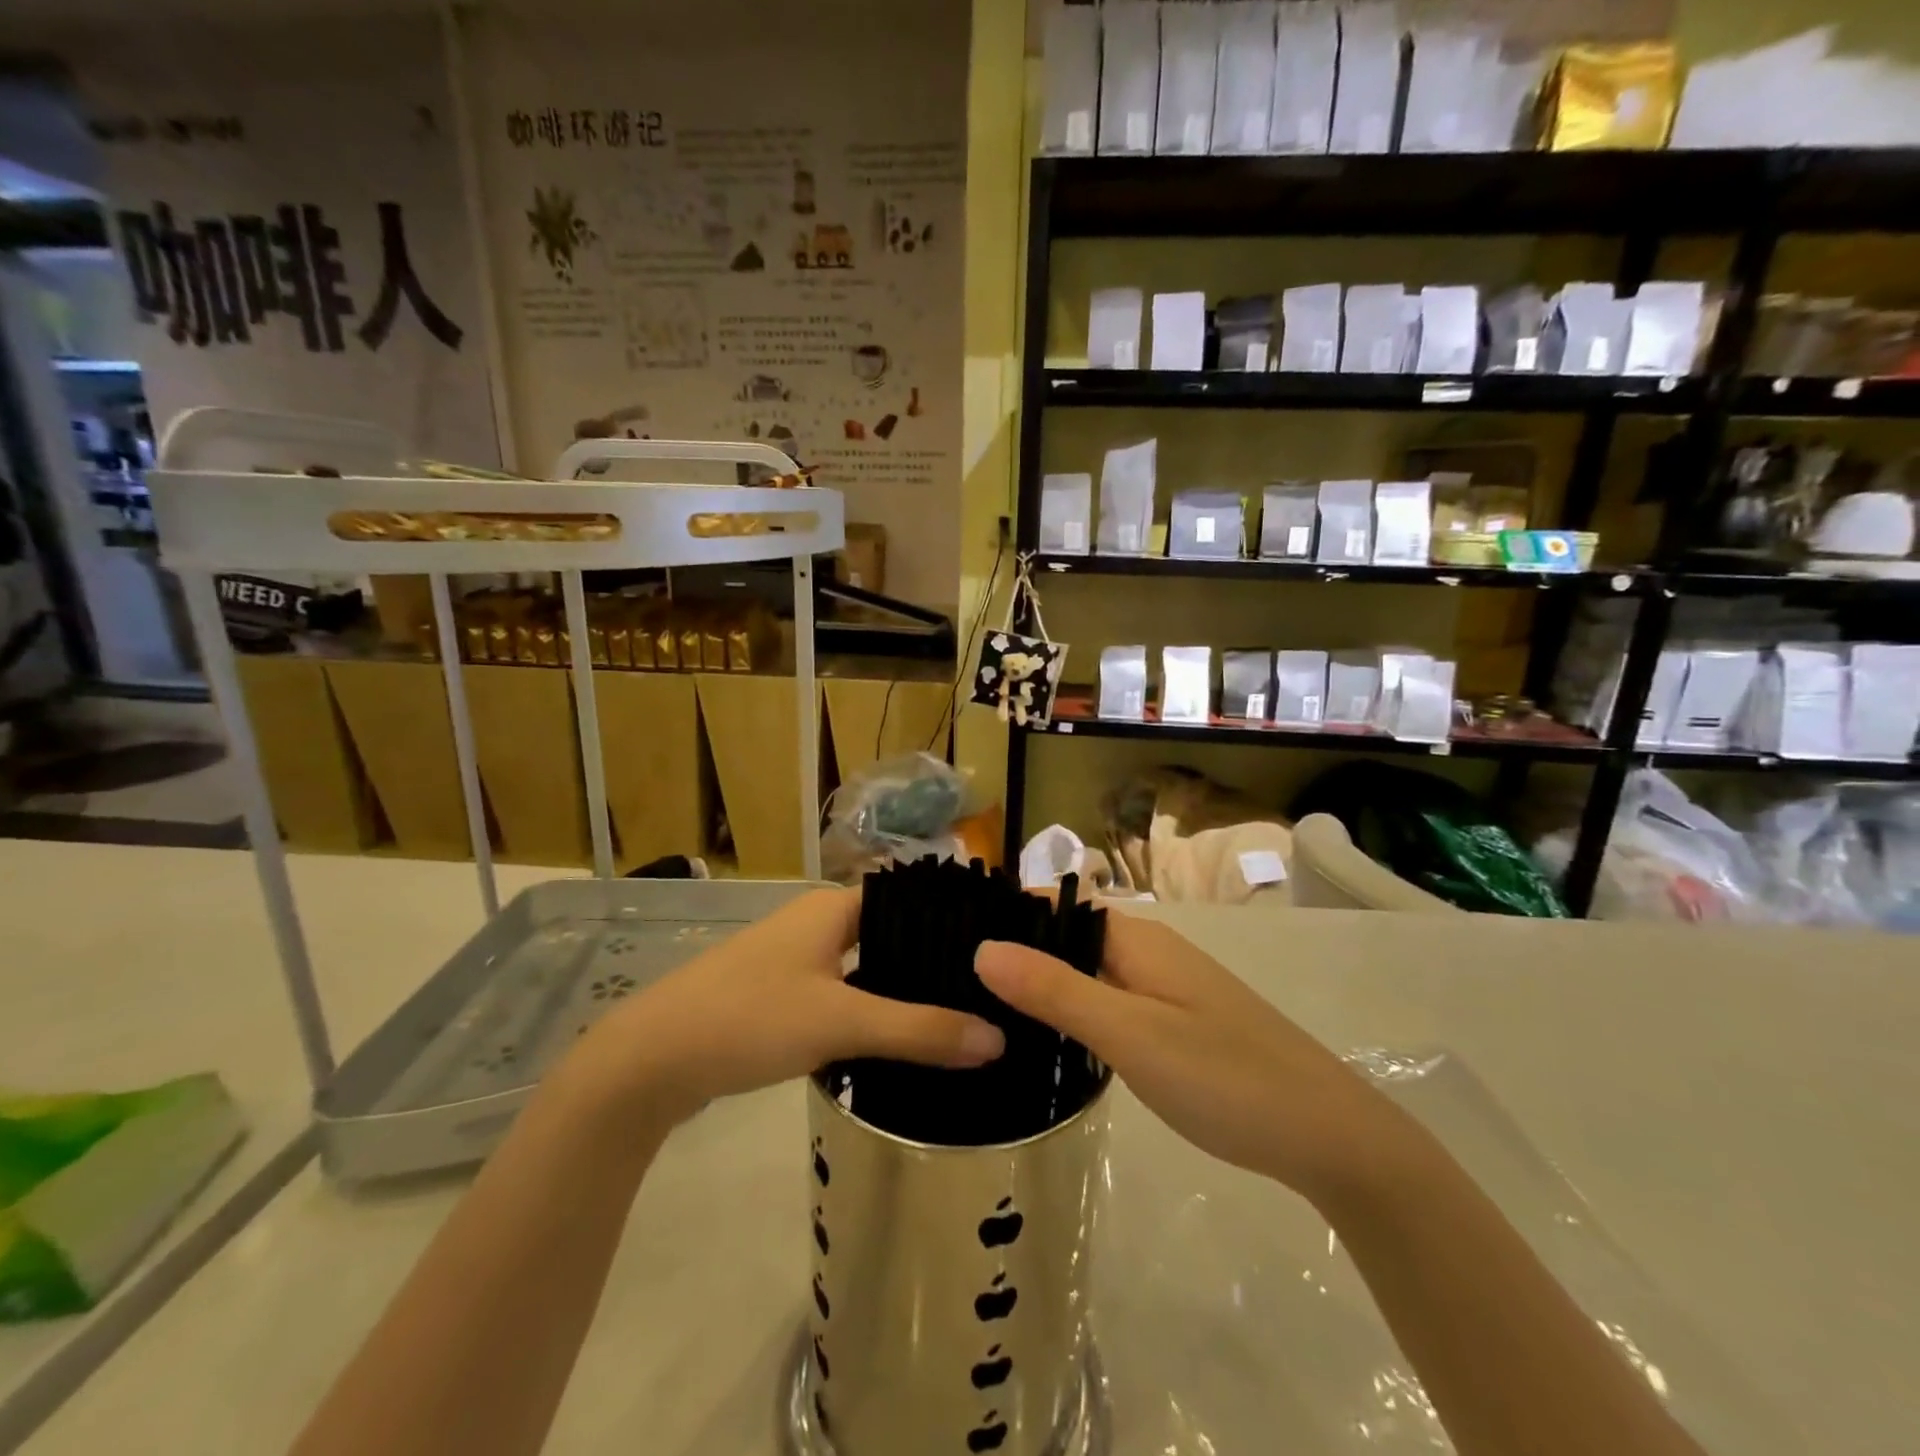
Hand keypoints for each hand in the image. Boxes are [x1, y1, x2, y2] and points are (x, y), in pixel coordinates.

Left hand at [576, 887, 1005, 1126]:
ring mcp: (793, 959)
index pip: (910, 901)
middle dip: (932, 963)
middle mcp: (815, 923)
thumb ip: (919, 1031)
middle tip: (988, 994)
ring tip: (957, 1017)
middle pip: (890, 936)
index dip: (952, 922)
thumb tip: (998, 1039)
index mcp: (833, 908)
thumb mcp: (841, 1023)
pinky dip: (869, 1012)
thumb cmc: (750, 1018)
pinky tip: (897, 1042)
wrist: (650, 1060)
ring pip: (865, 968)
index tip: (998, 952)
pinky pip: (840, 995)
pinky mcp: (778, 996)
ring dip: (901, 991)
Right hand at [975, 914, 1415, 1207]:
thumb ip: (1056, 990)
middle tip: (953, 986)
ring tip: (984, 1013)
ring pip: (1088, 972)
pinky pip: (1110, 1001)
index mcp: (1137, 939)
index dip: (1006, 915)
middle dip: (1017, 954)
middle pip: (1069, 937)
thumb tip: (982, 946)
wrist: (1330, 1136)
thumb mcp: (1130, 1035)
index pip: (1056, 906)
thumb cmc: (1226, 1077)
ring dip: (1044, 985)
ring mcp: (1166, 988)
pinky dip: (1075, 1011)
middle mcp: (1150, 951)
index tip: (946, 938)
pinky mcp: (1176, 1023)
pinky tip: (1050, 1041)